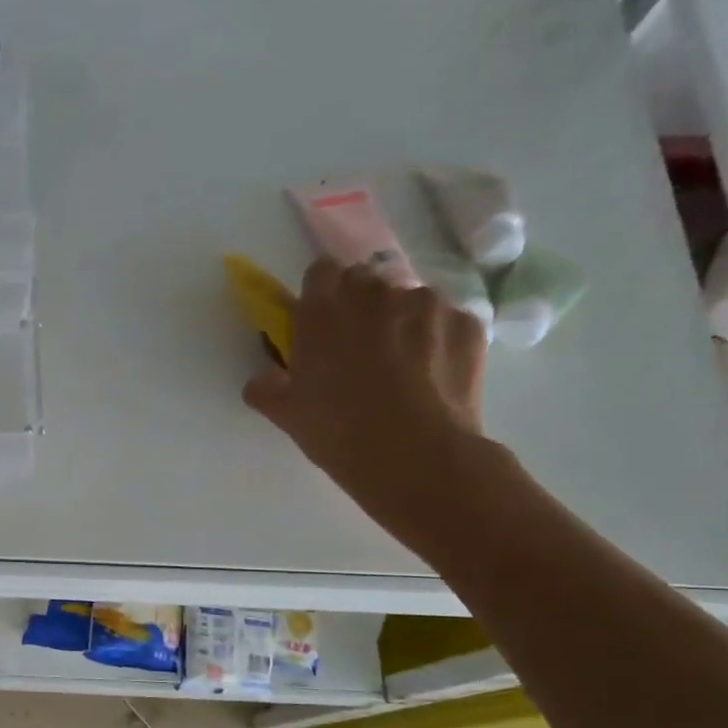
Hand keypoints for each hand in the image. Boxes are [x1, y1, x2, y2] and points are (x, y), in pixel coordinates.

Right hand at [243, 258, 490, 535]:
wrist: (416, 457)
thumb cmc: (338, 433)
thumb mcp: (287, 415)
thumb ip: (266, 388)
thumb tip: (261, 379)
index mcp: (323, 311)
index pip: (321, 271)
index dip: (321, 293)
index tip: (321, 320)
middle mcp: (375, 294)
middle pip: (365, 281)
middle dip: (360, 304)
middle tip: (358, 346)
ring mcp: (426, 304)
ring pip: (409, 299)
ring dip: (401, 320)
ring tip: (403, 364)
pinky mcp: (466, 322)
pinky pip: (446, 321)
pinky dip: (438, 339)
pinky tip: (433, 375)